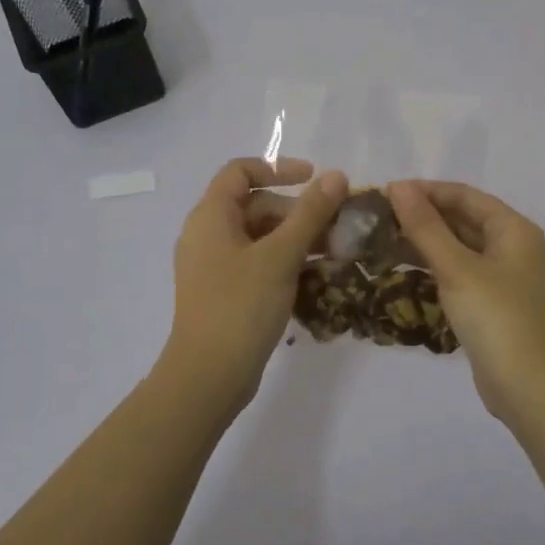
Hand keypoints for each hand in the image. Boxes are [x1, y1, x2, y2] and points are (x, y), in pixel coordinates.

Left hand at [163, 157, 348, 410]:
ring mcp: (214, 266)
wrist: (208, 376)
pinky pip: (258, 264)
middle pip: (256, 205)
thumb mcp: (281, 255)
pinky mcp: (225, 293)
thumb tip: (337, 176)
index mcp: (211, 216)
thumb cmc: (241, 306)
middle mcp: (207, 235)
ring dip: (298, 239)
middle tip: (337, 227)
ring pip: (260, 237)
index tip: (315, 178)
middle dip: (298, 211)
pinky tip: (318, 277)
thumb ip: (310, 213)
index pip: (241, 171)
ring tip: (337, 253)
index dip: (279, 168)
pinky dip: (286, 263)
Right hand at [386, 180, 544, 424]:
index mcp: (512, 229)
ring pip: (457, 247)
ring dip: (422, 241)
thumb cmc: (497, 319)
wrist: (531, 389)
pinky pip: (457, 272)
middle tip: (375, 217)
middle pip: (461, 219)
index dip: (425, 190)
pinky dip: (431, 266)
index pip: (464, 195)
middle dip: (421, 215)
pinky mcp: (489, 303)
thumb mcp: (458, 268)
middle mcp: (510, 246)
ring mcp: (501, 277)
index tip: (384, 192)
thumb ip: (426, 226)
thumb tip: (398, 186)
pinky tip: (400, 268)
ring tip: (379, 239)